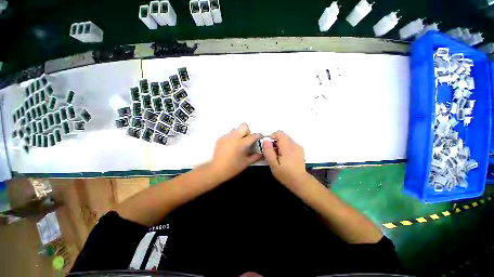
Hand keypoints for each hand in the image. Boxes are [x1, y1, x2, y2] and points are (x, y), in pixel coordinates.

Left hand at [210, 123, 262, 180]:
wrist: (216, 170)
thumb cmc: (233, 167)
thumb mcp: (246, 163)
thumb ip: (255, 157)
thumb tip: (261, 154)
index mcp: (242, 143)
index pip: (253, 135)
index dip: (258, 135)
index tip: (260, 137)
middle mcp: (234, 137)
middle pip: (243, 126)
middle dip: (247, 131)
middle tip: (247, 139)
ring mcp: (226, 137)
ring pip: (235, 129)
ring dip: (239, 134)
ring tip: (238, 143)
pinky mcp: (220, 139)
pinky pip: (228, 134)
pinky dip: (232, 138)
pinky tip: (231, 146)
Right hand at [263, 130, 309, 189]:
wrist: (300, 181)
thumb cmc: (285, 174)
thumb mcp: (273, 165)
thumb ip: (269, 152)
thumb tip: (265, 140)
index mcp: (287, 148)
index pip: (280, 134)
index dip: (272, 136)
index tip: (269, 145)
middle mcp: (294, 145)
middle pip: (283, 135)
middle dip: (276, 141)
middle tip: (273, 152)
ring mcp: (298, 147)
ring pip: (286, 138)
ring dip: (280, 144)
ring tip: (278, 155)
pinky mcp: (300, 149)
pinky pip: (290, 142)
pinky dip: (285, 146)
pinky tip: (284, 156)